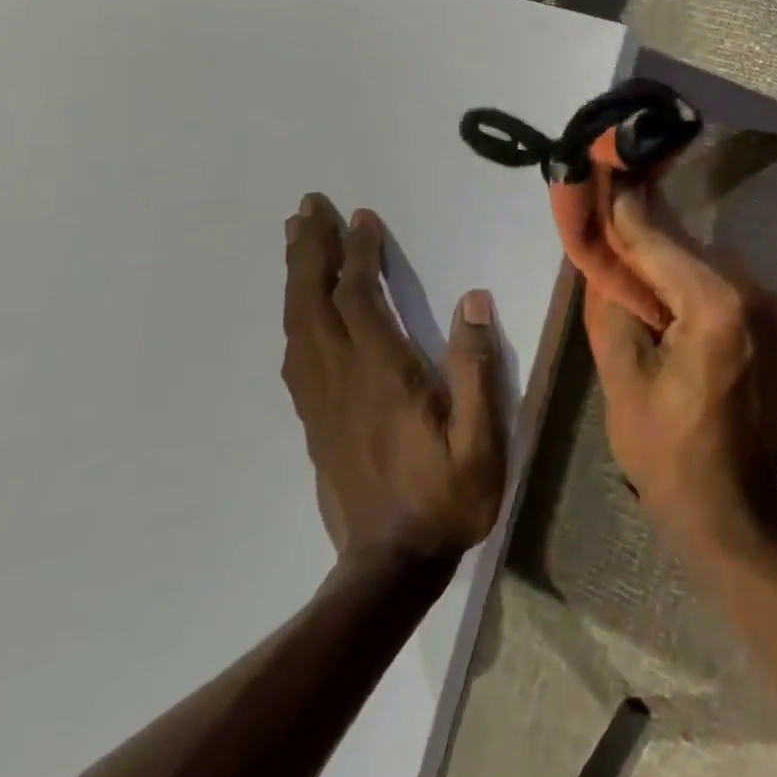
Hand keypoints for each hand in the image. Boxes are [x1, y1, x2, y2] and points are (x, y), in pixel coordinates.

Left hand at [282, 193, 507, 565]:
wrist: (388, 568)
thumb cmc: (446, 497)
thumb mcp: (481, 438)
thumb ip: (476, 367)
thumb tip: (473, 300)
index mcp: (381, 376)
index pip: (359, 300)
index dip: (359, 254)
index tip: (361, 217)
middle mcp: (341, 380)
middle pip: (313, 304)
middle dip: (310, 251)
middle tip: (306, 207)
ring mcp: (321, 402)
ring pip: (298, 327)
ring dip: (297, 278)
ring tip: (297, 240)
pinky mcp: (315, 422)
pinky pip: (296, 357)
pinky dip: (295, 318)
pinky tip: (300, 310)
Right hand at [583, 186, 776, 558]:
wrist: (736, 511)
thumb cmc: (668, 454)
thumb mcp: (622, 380)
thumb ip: (612, 306)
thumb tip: (604, 258)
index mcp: (718, 306)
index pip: (660, 241)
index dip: (626, 209)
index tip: (603, 172)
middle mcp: (755, 293)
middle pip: (688, 247)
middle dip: (646, 232)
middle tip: (608, 213)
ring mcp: (774, 307)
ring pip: (708, 262)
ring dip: (670, 258)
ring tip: (631, 257)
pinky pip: (727, 285)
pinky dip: (694, 280)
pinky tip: (667, 292)